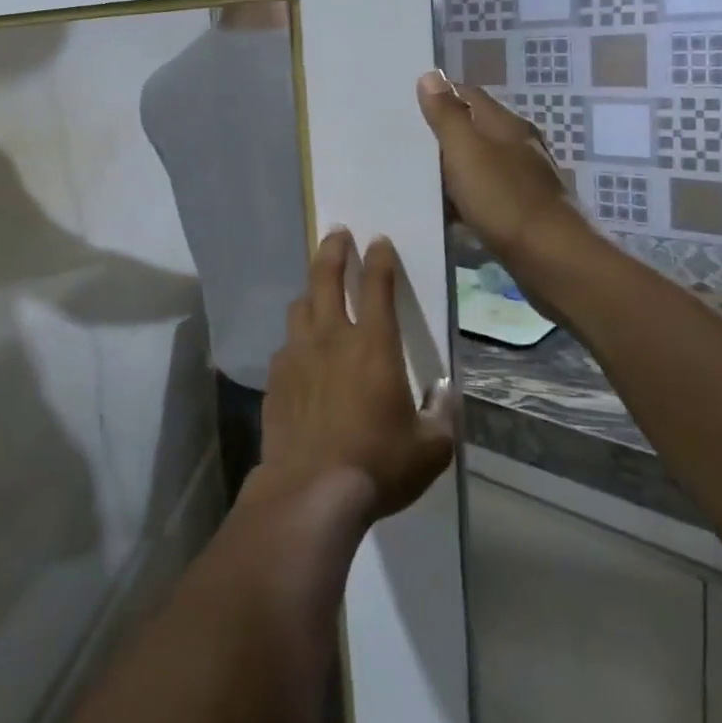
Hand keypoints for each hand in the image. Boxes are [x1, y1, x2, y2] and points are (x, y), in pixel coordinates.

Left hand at [255, 229, 457, 522]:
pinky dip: (298, 335)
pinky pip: (287, 343)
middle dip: (333, 250)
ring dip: (311, 289)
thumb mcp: (430, 448)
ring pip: (301, 306)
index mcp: (373, 346)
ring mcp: (297, 354)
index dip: (379, 259)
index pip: (377, 287)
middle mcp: (331, 338)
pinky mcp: (276, 376)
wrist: (310, 489)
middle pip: (326, 278)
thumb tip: (445, 395)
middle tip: (337, 233)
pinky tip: (302, 349)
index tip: (378, 241)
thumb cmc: (377, 464)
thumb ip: (441, 415)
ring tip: (317, 288)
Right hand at [416, 71, 602, 286]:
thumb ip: (447, 115)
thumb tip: (430, 75)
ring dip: (451, 167)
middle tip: (402, 139)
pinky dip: (462, 197)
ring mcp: (522, 179)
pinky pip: (483, 194)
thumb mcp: (466, 152)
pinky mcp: (521, 210)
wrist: (551, 259)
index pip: (468, 95)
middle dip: (442, 132)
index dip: (439, 94)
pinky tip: (443, 209)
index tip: (405, 103)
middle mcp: (518, 146)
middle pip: (474, 128)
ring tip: (413, 174)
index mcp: (506, 125)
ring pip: (478, 163)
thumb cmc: (504, 199)